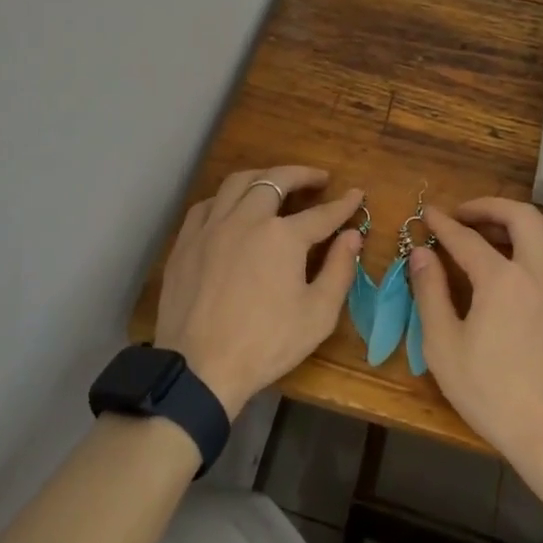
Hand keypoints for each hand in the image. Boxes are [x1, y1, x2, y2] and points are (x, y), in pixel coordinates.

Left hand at [155, 166, 362, 418]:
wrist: (199, 367)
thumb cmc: (265, 344)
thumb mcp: (317, 315)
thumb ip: (340, 270)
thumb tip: (352, 236)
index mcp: (282, 236)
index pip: (321, 213)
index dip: (343, 204)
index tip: (356, 193)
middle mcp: (246, 219)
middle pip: (276, 181)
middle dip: (301, 175)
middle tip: (318, 178)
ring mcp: (211, 227)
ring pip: (237, 183)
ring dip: (262, 177)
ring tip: (276, 182)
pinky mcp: (186, 241)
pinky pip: (207, 205)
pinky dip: (226, 198)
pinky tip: (232, 208)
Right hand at [408, 198, 542, 489]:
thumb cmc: (495, 396)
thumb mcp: (444, 348)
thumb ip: (430, 293)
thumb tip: (421, 253)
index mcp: (502, 279)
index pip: (466, 237)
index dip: (443, 223)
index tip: (429, 213)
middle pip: (521, 215)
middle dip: (489, 207)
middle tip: (467, 215)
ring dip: (532, 221)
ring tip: (510, 232)